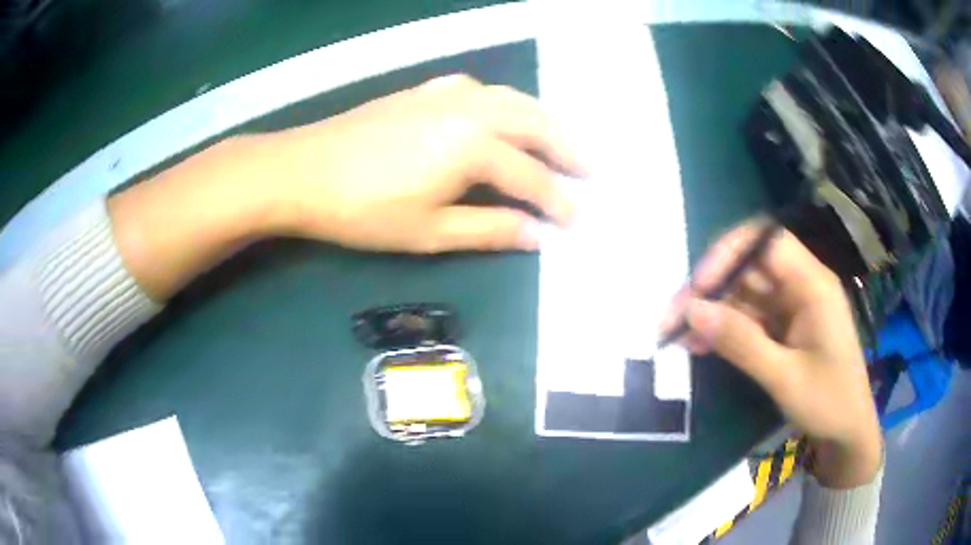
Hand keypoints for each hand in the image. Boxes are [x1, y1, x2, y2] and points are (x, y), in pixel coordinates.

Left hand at [256, 74, 586, 251]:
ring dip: (542, 120)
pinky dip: (505, 103)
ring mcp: (447, 94)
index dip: (558, 202)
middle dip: (567, 148)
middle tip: (589, 169)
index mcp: (473, 147)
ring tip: (560, 141)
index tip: (577, 220)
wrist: (304, 170)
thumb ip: (490, 231)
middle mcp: (470, 109)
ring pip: (512, 99)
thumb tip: (538, 235)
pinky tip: (503, 115)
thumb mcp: (430, 233)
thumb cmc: (363, 211)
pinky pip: (482, 90)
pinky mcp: (427, 90)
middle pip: (534, 124)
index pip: (531, 177)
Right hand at [663, 221, 882, 488]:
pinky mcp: (784, 327)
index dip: (728, 253)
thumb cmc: (828, 402)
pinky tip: (699, 345)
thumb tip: (692, 311)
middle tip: (673, 318)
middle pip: (749, 267)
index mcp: (813, 284)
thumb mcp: (784, 377)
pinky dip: (724, 329)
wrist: (847, 432)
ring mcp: (791, 306)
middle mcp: (801, 285)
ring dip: (711, 311)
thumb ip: (741, 341)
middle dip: (710, 288)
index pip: (766, 241)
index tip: (699, 287)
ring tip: (678, 336)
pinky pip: (748, 317)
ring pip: (744, 293)